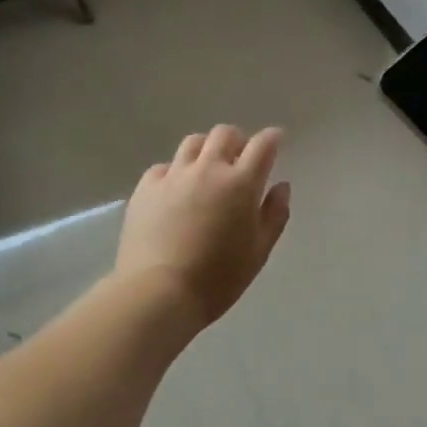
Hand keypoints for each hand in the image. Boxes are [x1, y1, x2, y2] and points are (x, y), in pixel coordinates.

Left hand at [116, 125, 292, 327]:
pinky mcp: (146, 188)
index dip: (272, 138)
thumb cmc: (218, 278)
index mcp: (241, 183)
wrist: (158, 293)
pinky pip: (164, 166)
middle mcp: (208, 169)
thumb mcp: (259, 251)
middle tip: (240, 158)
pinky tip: (176, 190)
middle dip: (238, 140)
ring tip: (208, 169)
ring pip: (193, 142)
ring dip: (207, 149)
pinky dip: (176, 171)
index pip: (262, 145)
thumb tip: (281, 186)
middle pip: (225, 134)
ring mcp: (174, 175)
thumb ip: (275, 214)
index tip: (276, 139)